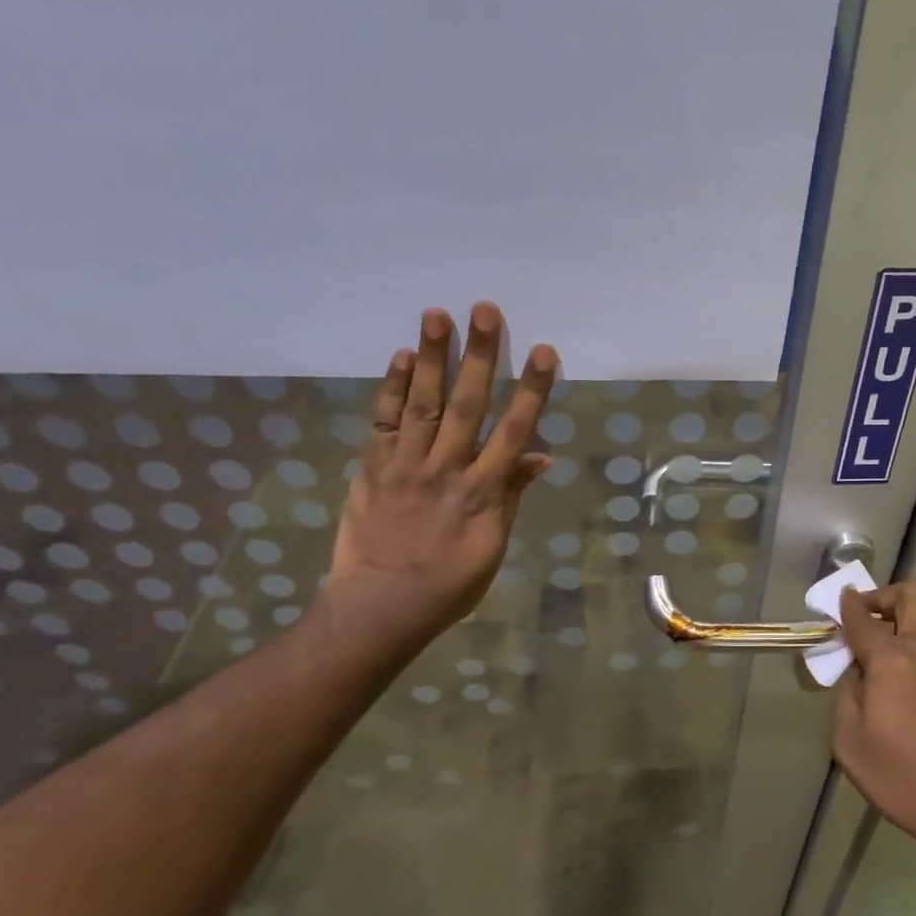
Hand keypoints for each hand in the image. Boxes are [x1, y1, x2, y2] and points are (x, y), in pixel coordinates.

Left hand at [328, 302, 557, 645]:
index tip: (544, 352)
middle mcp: (445, 470)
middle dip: (479, 356)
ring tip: (437, 315)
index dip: (530, 390)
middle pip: (466, 405)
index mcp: (482, 493)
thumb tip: (538, 456)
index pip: (512, 433)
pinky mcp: (371, 469)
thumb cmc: (448, 584)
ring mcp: (405, 467)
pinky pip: (381, 423)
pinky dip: (389, 389)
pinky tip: (399, 357)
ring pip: (421, 404)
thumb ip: (511, 497)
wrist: (381, 606)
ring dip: (431, 358)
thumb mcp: (493, 547)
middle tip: (486, 310)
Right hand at [834, 581, 915, 854]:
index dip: (847, 606)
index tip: (837, 599)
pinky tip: (897, 667)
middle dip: (885, 595)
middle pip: (914, 596)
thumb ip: (847, 698)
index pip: (864, 620)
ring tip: (882, 637)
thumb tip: (857, 676)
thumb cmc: (901, 776)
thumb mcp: (850, 742)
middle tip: (863, 616)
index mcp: (893, 661)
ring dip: (907, 613)